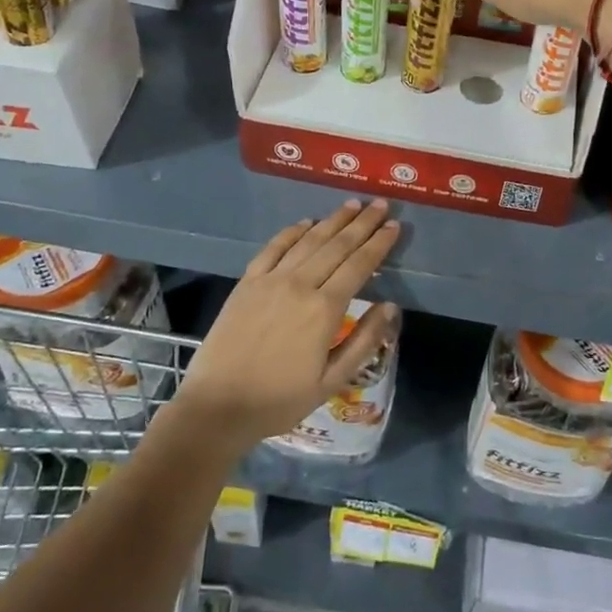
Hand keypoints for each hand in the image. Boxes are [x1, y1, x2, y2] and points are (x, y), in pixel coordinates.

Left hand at [177, 200, 401, 444]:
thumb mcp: (332, 381)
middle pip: (337, 245)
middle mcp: (300, 284)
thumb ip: (364, 341)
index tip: (395, 226)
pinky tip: (306, 223)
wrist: (217, 407)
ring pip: (308, 241)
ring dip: (333, 220)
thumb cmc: (280, 400)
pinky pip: (274, 248)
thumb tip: (390, 306)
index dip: (379, 244)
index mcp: (324, 309)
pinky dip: (292, 232)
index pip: (359, 265)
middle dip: (362, 223)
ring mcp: (270, 280)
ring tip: (352, 205)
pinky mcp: (247, 282)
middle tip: (380, 204)